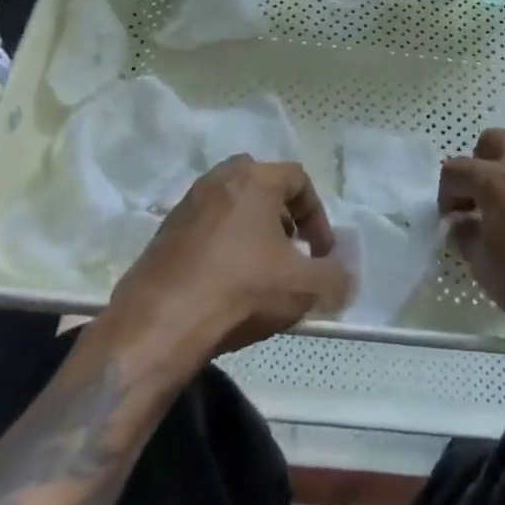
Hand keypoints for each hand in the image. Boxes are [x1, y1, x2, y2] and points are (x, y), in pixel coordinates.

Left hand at [109, 157, 352, 359]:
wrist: (159, 325)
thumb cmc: (240, 290)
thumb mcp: (304, 288)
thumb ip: (335, 279)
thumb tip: (345, 279)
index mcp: (254, 180)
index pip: (298, 179)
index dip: (318, 215)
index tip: (322, 252)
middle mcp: (218, 181)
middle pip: (260, 184)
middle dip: (282, 214)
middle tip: (290, 249)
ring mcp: (186, 206)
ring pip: (230, 205)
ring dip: (251, 230)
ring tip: (260, 270)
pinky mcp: (163, 234)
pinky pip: (205, 229)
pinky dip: (222, 246)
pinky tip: (226, 284)